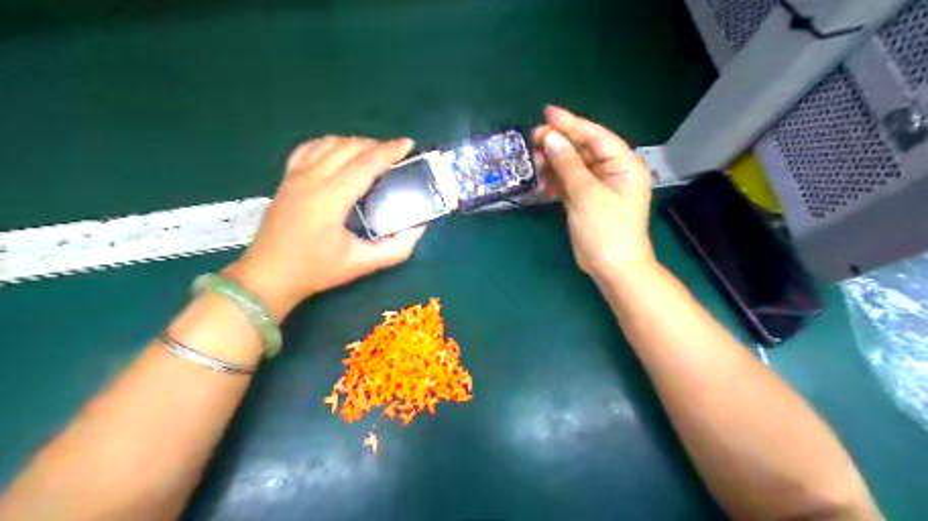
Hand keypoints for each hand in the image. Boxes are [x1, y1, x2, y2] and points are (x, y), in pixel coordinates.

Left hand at [224, 137, 426, 319]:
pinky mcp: (285, 179)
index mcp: (331, 198)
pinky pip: (308, 148)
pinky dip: (328, 144)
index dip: (389, 151)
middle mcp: (311, 179)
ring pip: (328, 143)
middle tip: (396, 154)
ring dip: (354, 143)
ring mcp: (295, 176)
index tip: (409, 144)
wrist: (268, 276)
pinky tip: (338, 152)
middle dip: (375, 145)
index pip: (365, 164)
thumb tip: (419, 229)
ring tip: (371, 153)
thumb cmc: (315, 270)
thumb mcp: (361, 264)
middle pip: (348, 147)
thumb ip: (395, 249)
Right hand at [534, 103, 655, 281]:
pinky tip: (540, 180)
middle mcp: (613, 171)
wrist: (612, 268)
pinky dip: (555, 180)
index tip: (547, 113)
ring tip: (532, 159)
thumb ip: (568, 164)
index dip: (572, 123)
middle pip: (583, 149)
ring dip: (553, 162)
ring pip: (573, 165)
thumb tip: (551, 137)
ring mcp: (599, 186)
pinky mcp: (587, 199)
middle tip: (533, 138)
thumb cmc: (605, 229)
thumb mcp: (586, 194)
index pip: (596, 136)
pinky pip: (569, 182)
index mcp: (623, 164)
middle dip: (559, 143)